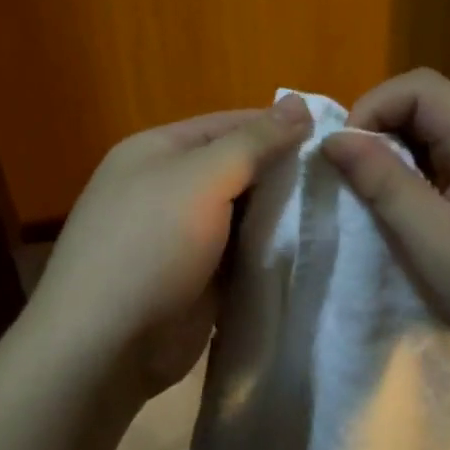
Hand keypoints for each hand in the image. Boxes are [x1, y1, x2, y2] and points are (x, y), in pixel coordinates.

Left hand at [27, 95, 313, 397]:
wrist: (105, 347)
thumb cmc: (149, 246)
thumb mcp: (201, 180)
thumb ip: (254, 143)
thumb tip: (300, 102)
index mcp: (158, 151)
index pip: (229, 125)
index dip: (279, 128)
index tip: (335, 137)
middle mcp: (168, 187)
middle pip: (239, 169)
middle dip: (285, 174)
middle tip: (344, 180)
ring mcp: (182, 236)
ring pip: (244, 214)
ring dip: (283, 216)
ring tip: (340, 212)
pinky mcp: (198, 278)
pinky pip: (243, 254)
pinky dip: (271, 252)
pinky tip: (313, 250)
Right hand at [320, 68, 449, 387]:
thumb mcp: (430, 241)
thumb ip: (382, 182)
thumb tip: (336, 137)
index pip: (421, 86)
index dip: (374, 107)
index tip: (348, 155)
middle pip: (436, 106)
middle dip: (386, 132)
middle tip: (360, 182)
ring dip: (409, 157)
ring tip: (388, 203)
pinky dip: (433, 178)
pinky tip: (430, 221)